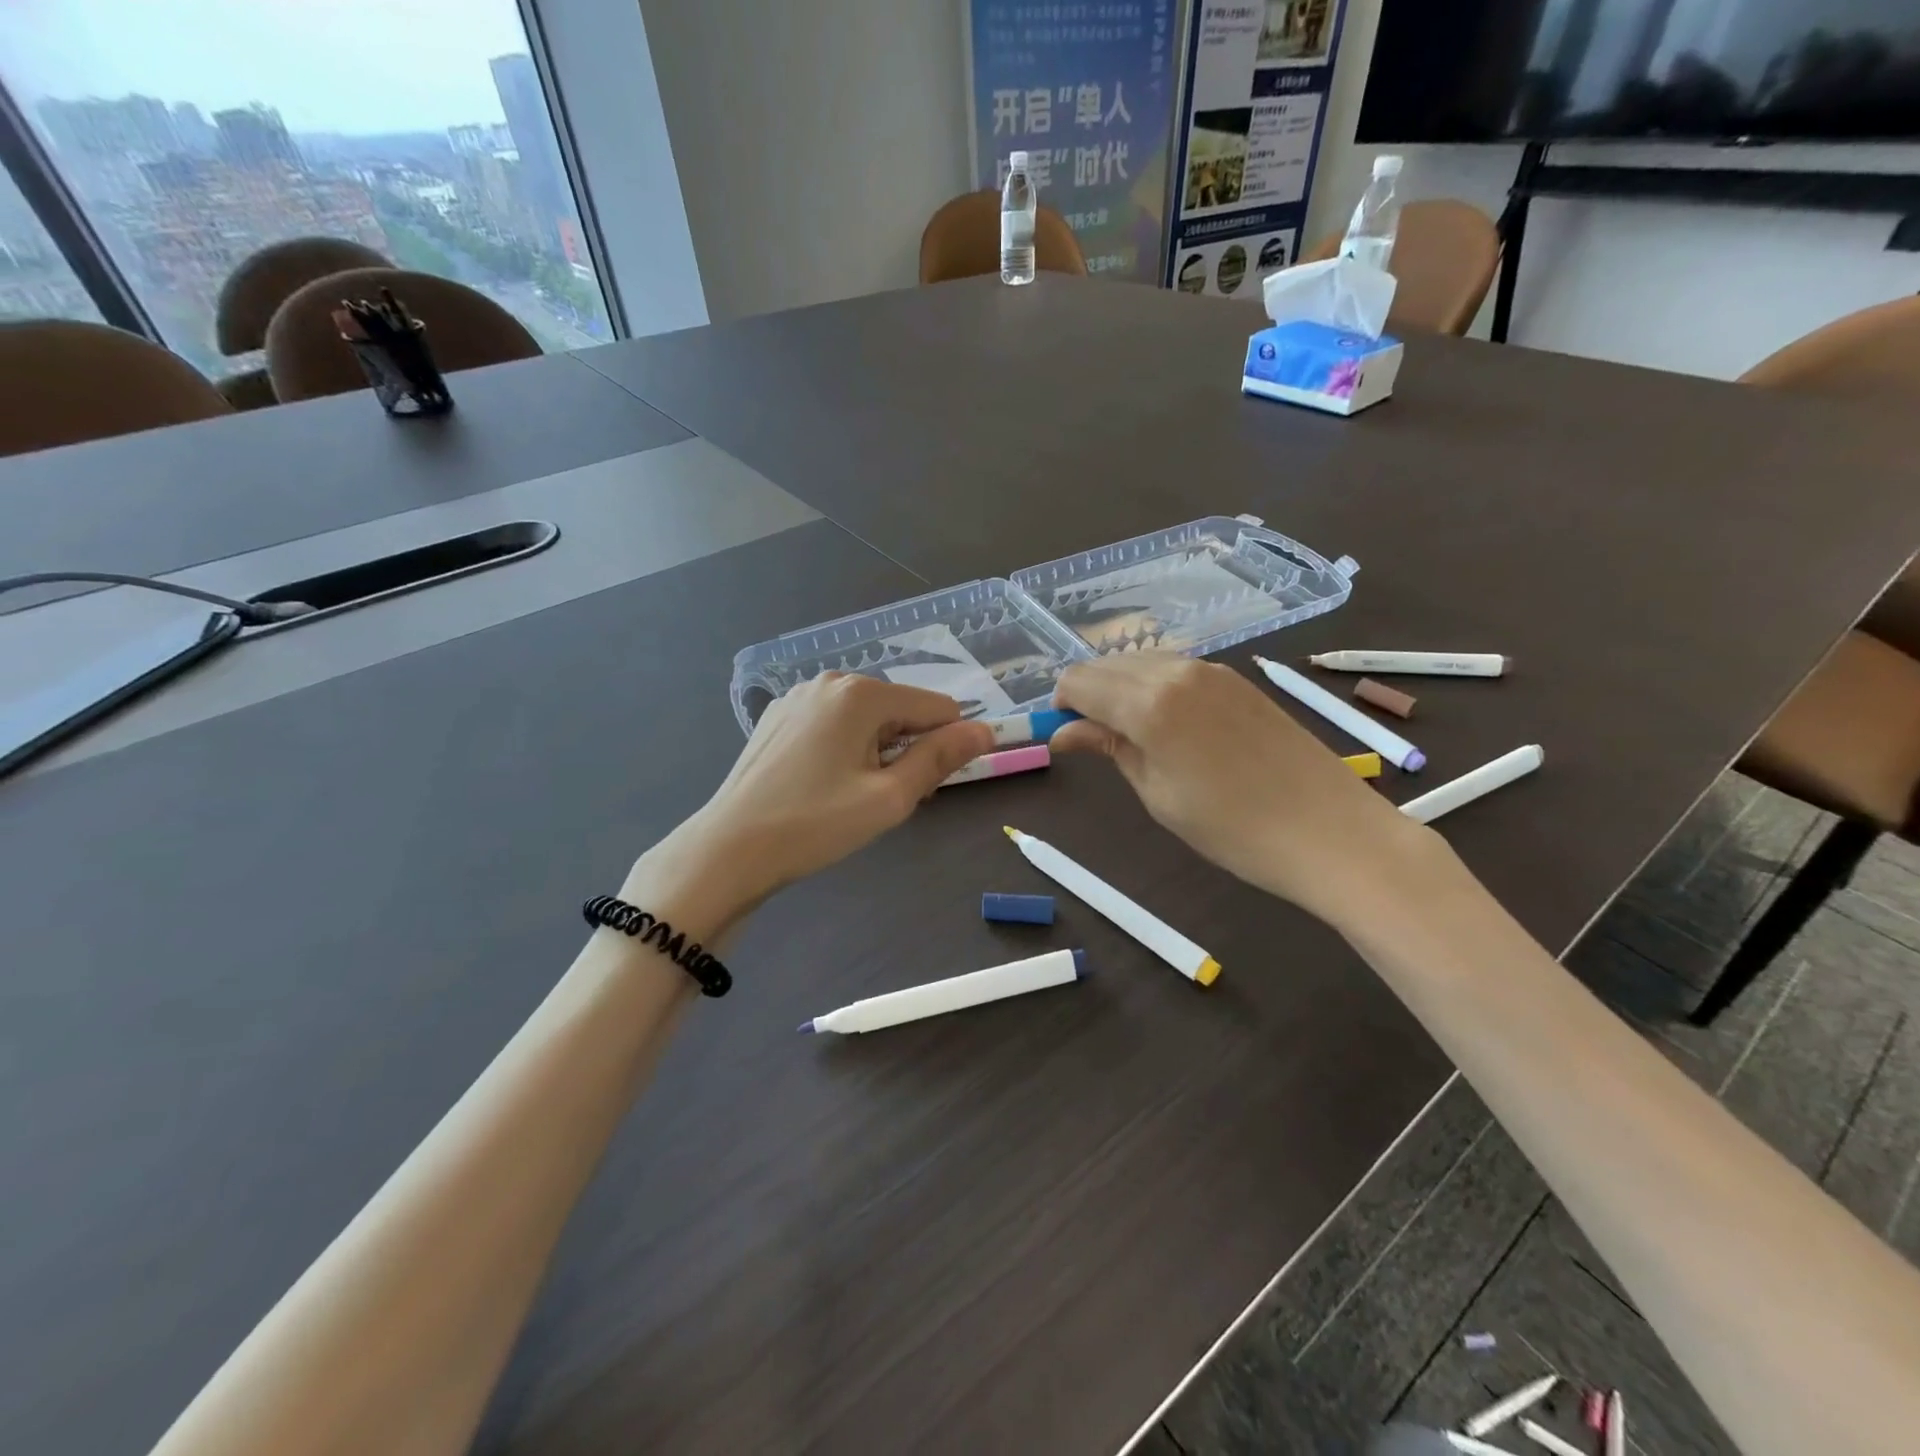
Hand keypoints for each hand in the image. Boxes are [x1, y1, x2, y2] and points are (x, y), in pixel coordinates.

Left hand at [631, 675, 994, 928]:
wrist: (730, 848)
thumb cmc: (816, 823)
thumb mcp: (890, 797)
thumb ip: (940, 758)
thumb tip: (985, 731)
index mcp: (862, 694)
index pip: (937, 707)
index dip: (946, 746)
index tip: (926, 789)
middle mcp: (830, 681)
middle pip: (901, 710)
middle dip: (908, 750)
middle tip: (884, 799)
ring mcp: (799, 697)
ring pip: (867, 719)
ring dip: (878, 752)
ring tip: (853, 796)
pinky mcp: (779, 717)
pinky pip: (835, 724)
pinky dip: (846, 748)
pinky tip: (825, 784)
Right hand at [1051, 652, 1430, 924]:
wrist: (1331, 832)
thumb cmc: (1233, 828)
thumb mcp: (1158, 793)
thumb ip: (1110, 748)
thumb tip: (1065, 732)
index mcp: (1149, 702)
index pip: (1079, 681)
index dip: (1061, 705)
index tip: (1065, 736)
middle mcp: (1177, 671)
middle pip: (1107, 664)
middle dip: (1088, 694)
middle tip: (1093, 740)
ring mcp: (1213, 670)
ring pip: (1142, 662)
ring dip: (1121, 688)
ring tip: (1132, 737)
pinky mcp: (1237, 679)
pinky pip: (1176, 670)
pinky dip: (1155, 688)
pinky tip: (1170, 726)